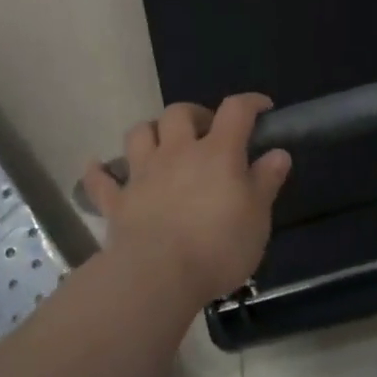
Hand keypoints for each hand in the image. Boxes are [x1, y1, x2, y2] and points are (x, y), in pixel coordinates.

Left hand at [80, 95, 290, 305]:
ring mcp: (142, 173)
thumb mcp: (257, 217)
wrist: (158, 274)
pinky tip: (99, 168)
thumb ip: (266, 181)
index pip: (235, 110)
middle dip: (193, 114)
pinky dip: (100, 172)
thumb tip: (278, 153)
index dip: (250, 102)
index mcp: (217, 152)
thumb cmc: (218, 245)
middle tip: (206, 132)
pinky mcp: (118, 201)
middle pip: (178, 113)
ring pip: (139, 133)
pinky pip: (101, 180)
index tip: (261, 108)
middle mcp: (177, 152)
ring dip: (150, 132)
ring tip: (161, 144)